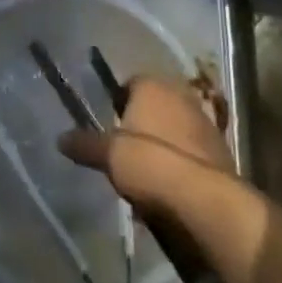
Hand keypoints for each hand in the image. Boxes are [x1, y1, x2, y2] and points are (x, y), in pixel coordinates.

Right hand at [58, 76, 235, 218]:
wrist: (203, 198)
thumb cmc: (149, 163)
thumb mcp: (108, 155)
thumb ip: (84, 145)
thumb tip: (60, 138)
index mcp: (151, 85)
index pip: (130, 84)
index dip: (119, 105)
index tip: (111, 128)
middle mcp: (180, 93)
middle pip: (155, 105)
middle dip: (143, 124)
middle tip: (128, 152)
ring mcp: (204, 119)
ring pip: (175, 127)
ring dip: (164, 143)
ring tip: (150, 175)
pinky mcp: (221, 147)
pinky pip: (193, 149)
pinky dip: (183, 161)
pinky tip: (172, 186)